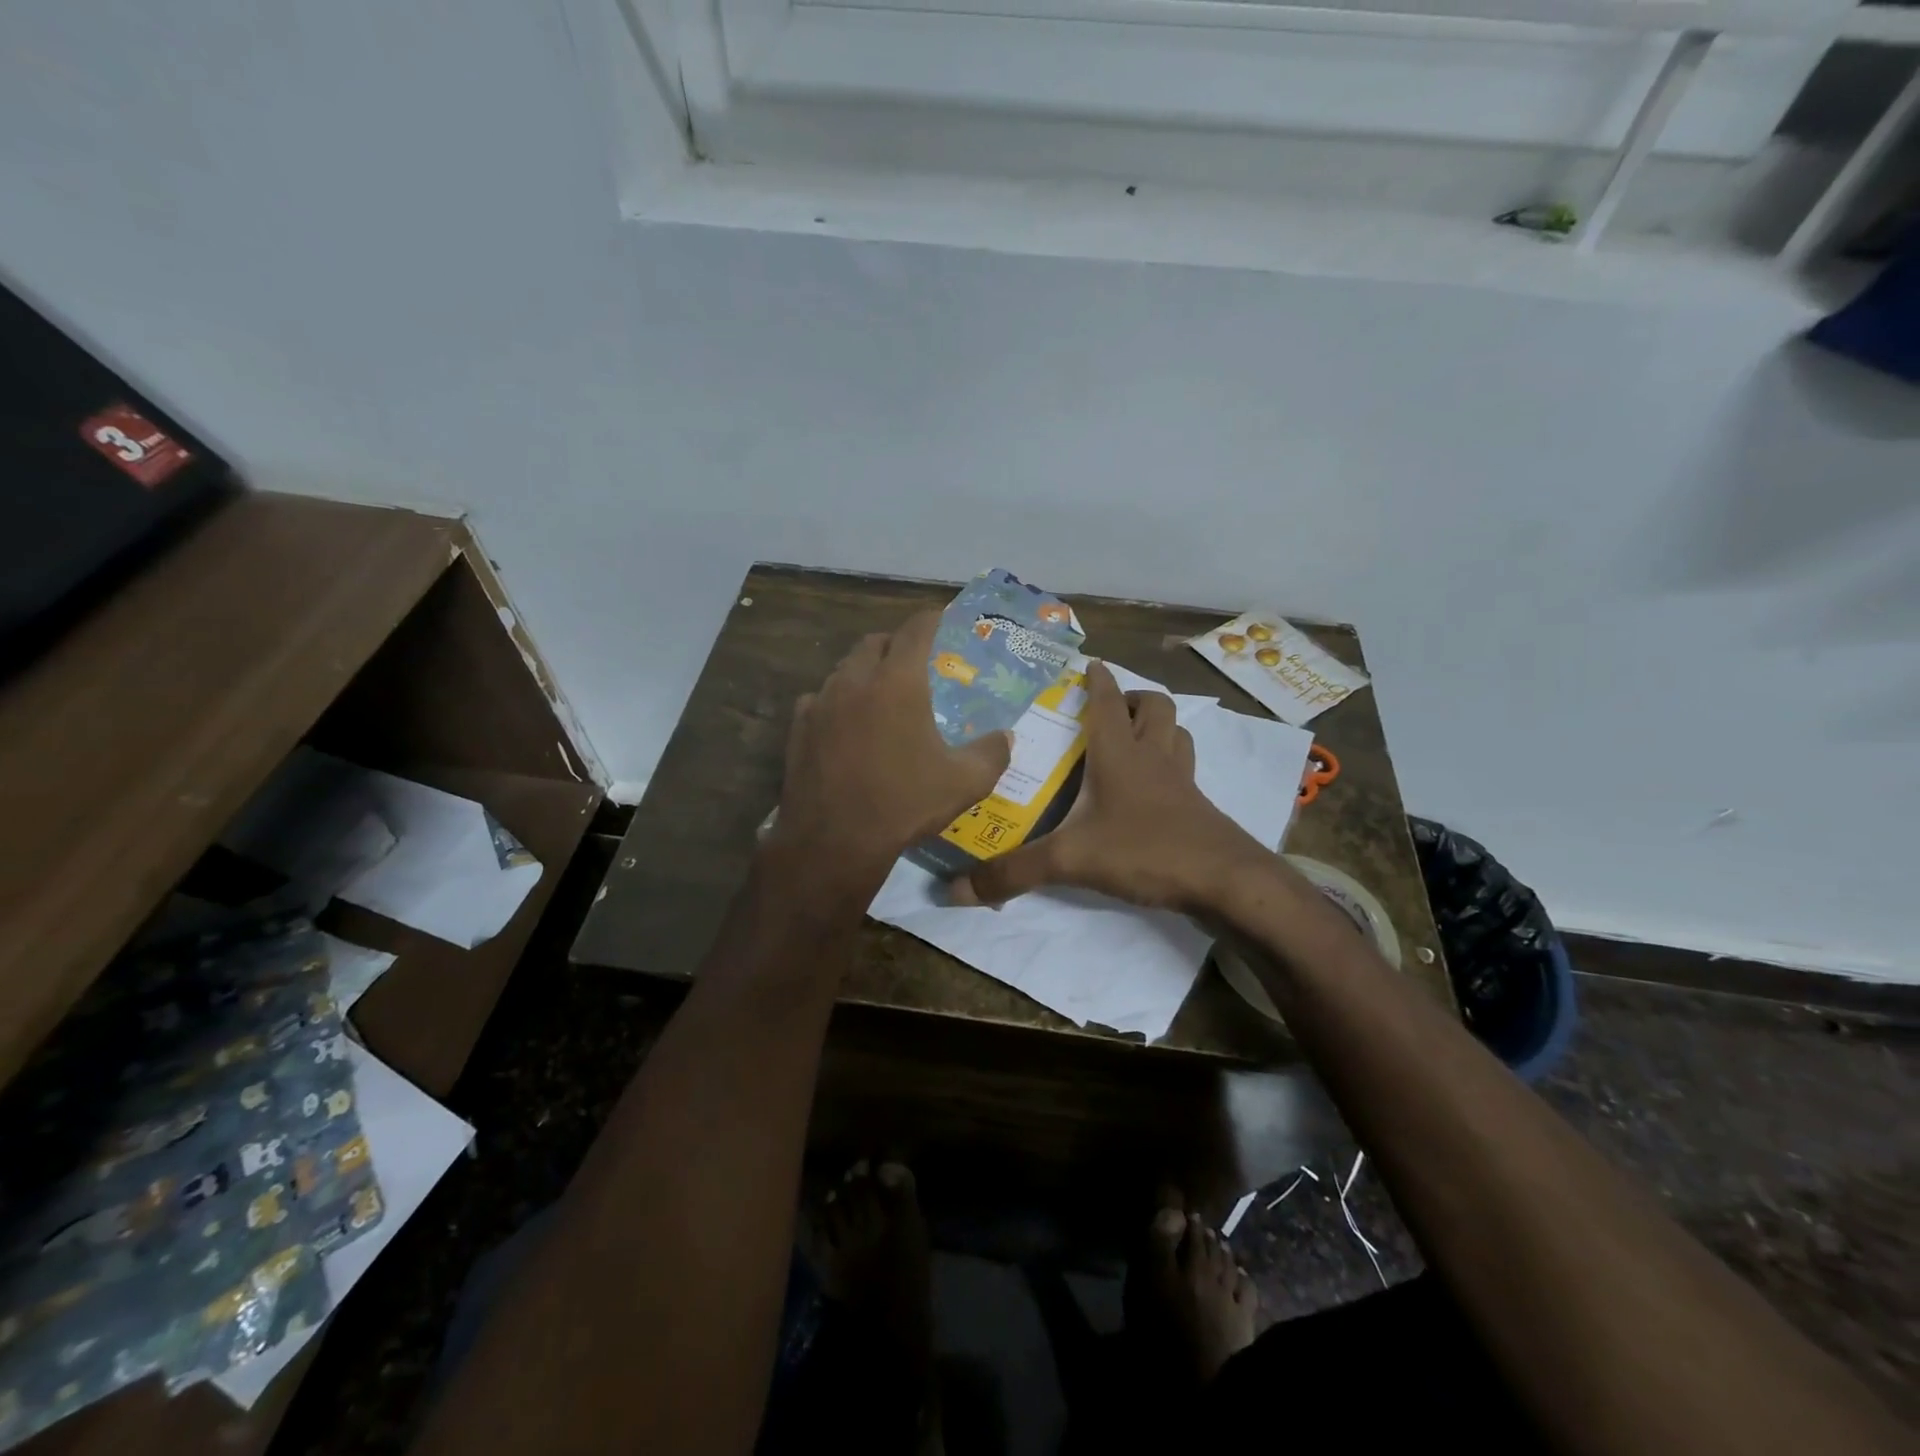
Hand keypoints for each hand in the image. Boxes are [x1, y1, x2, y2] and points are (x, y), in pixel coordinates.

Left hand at [770, 611, 1011, 886]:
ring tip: (881, 696)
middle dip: (896, 645)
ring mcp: (821, 702)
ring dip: (865, 672)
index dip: (932, 619)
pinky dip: (837, 702)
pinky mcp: (798, 727)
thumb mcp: (965, 782)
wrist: (834, 840)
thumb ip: (993, 752)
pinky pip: (820, 699)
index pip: (916, 629)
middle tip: (914, 665)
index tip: (943, 621)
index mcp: (898, 681)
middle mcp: (855, 680)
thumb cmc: (904, 803)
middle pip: (875, 642)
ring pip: (844, 669)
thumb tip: (1005, 737)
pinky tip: (846, 727)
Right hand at [949, 661, 1268, 912]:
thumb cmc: (1146, 850)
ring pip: (1178, 735)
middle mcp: (1154, 758)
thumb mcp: (1071, 860)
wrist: (1225, 881)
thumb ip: (1014, 872)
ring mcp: (1183, 782)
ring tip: (1136, 739)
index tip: (1089, 664)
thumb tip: (955, 890)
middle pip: (1155, 708)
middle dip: (1134, 699)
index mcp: (1121, 754)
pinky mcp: (1199, 809)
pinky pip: (1187, 771)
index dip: (1098, 680)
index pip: (1108, 702)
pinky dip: (1172, 765)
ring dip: (1159, 727)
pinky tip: (1155, 790)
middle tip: (1111, 709)